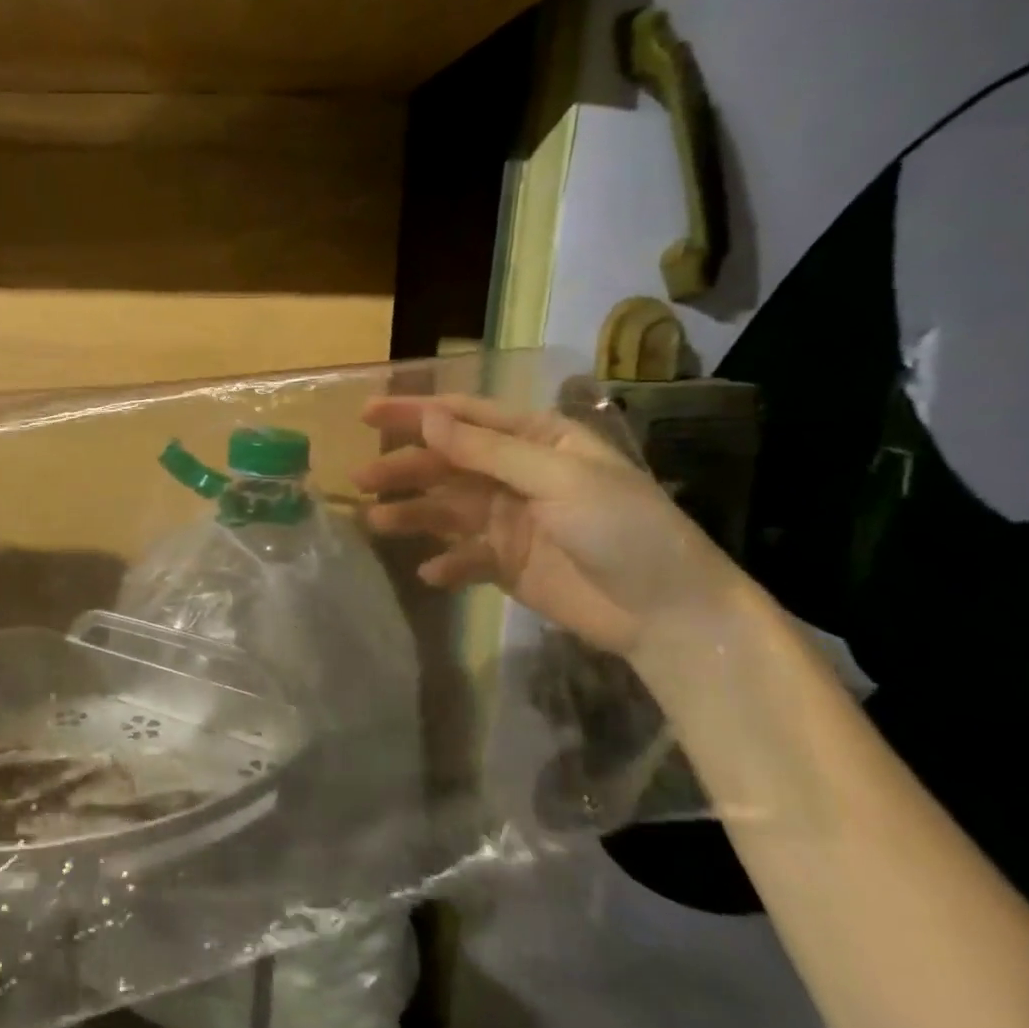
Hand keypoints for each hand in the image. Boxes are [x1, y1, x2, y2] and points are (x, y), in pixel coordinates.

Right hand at [353, 391, 744, 658]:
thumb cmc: (622, 529)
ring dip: (412, 514)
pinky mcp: (508, 564)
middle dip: (404, 467)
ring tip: (375, 523)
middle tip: (360, 477)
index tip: (367, 414)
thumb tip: (428, 418)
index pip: (466, 416)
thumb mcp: (557, 479)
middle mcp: (517, 474)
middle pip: (447, 463)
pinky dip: (446, 563)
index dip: (416, 412)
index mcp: (537, 440)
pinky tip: (429, 572)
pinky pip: (465, 557)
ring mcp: (511, 521)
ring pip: (447, 509)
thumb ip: (487, 450)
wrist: (668, 614)